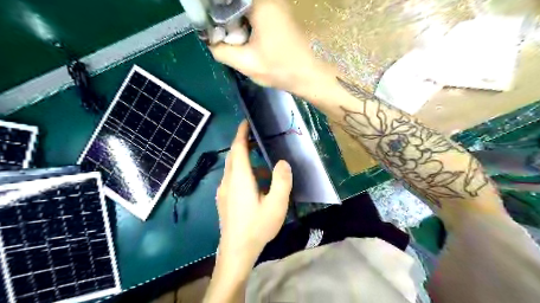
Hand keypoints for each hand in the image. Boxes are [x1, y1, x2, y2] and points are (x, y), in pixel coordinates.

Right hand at [207, 0, 323, 94]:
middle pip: (235, 3)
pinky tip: (247, 39)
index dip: (214, 14)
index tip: (211, 30)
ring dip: (236, 21)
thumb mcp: (246, 63)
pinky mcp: (280, 13)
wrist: (311, 75)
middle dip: (225, 18)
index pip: (225, 2)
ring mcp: (277, 4)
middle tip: (223, 38)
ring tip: (235, 40)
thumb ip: (221, 51)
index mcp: (260, 3)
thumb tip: (210, 41)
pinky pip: (256, 12)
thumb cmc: (281, 69)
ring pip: (245, 7)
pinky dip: (247, 23)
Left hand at [217, 122, 293, 261]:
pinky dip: (244, 174)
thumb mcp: (276, 204)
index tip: (246, 122)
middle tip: (258, 140)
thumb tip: (282, 162)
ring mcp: (223, 191)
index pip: (237, 148)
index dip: (241, 133)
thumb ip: (281, 181)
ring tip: (265, 168)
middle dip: (243, 145)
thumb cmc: (257, 227)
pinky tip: (257, 186)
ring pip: (233, 169)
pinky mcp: (224, 200)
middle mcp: (228, 181)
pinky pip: (233, 179)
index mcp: (240, 178)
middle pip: (233, 156)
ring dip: (246, 163)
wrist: (236, 251)